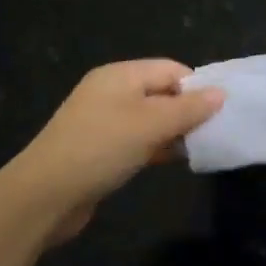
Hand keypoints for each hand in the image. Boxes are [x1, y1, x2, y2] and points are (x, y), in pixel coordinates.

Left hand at [4, 60, 224, 242]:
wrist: (44, 196)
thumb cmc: (101, 149)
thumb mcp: (150, 125)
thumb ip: (188, 109)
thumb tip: (220, 94)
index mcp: (120, 75)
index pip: (170, 69)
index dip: (197, 86)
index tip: (221, 111)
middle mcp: (111, 92)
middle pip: (161, 92)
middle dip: (188, 110)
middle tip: (214, 132)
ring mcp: (104, 121)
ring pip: (151, 118)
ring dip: (174, 131)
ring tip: (200, 148)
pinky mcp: (100, 149)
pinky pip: (137, 139)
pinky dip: (157, 147)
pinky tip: (173, 161)